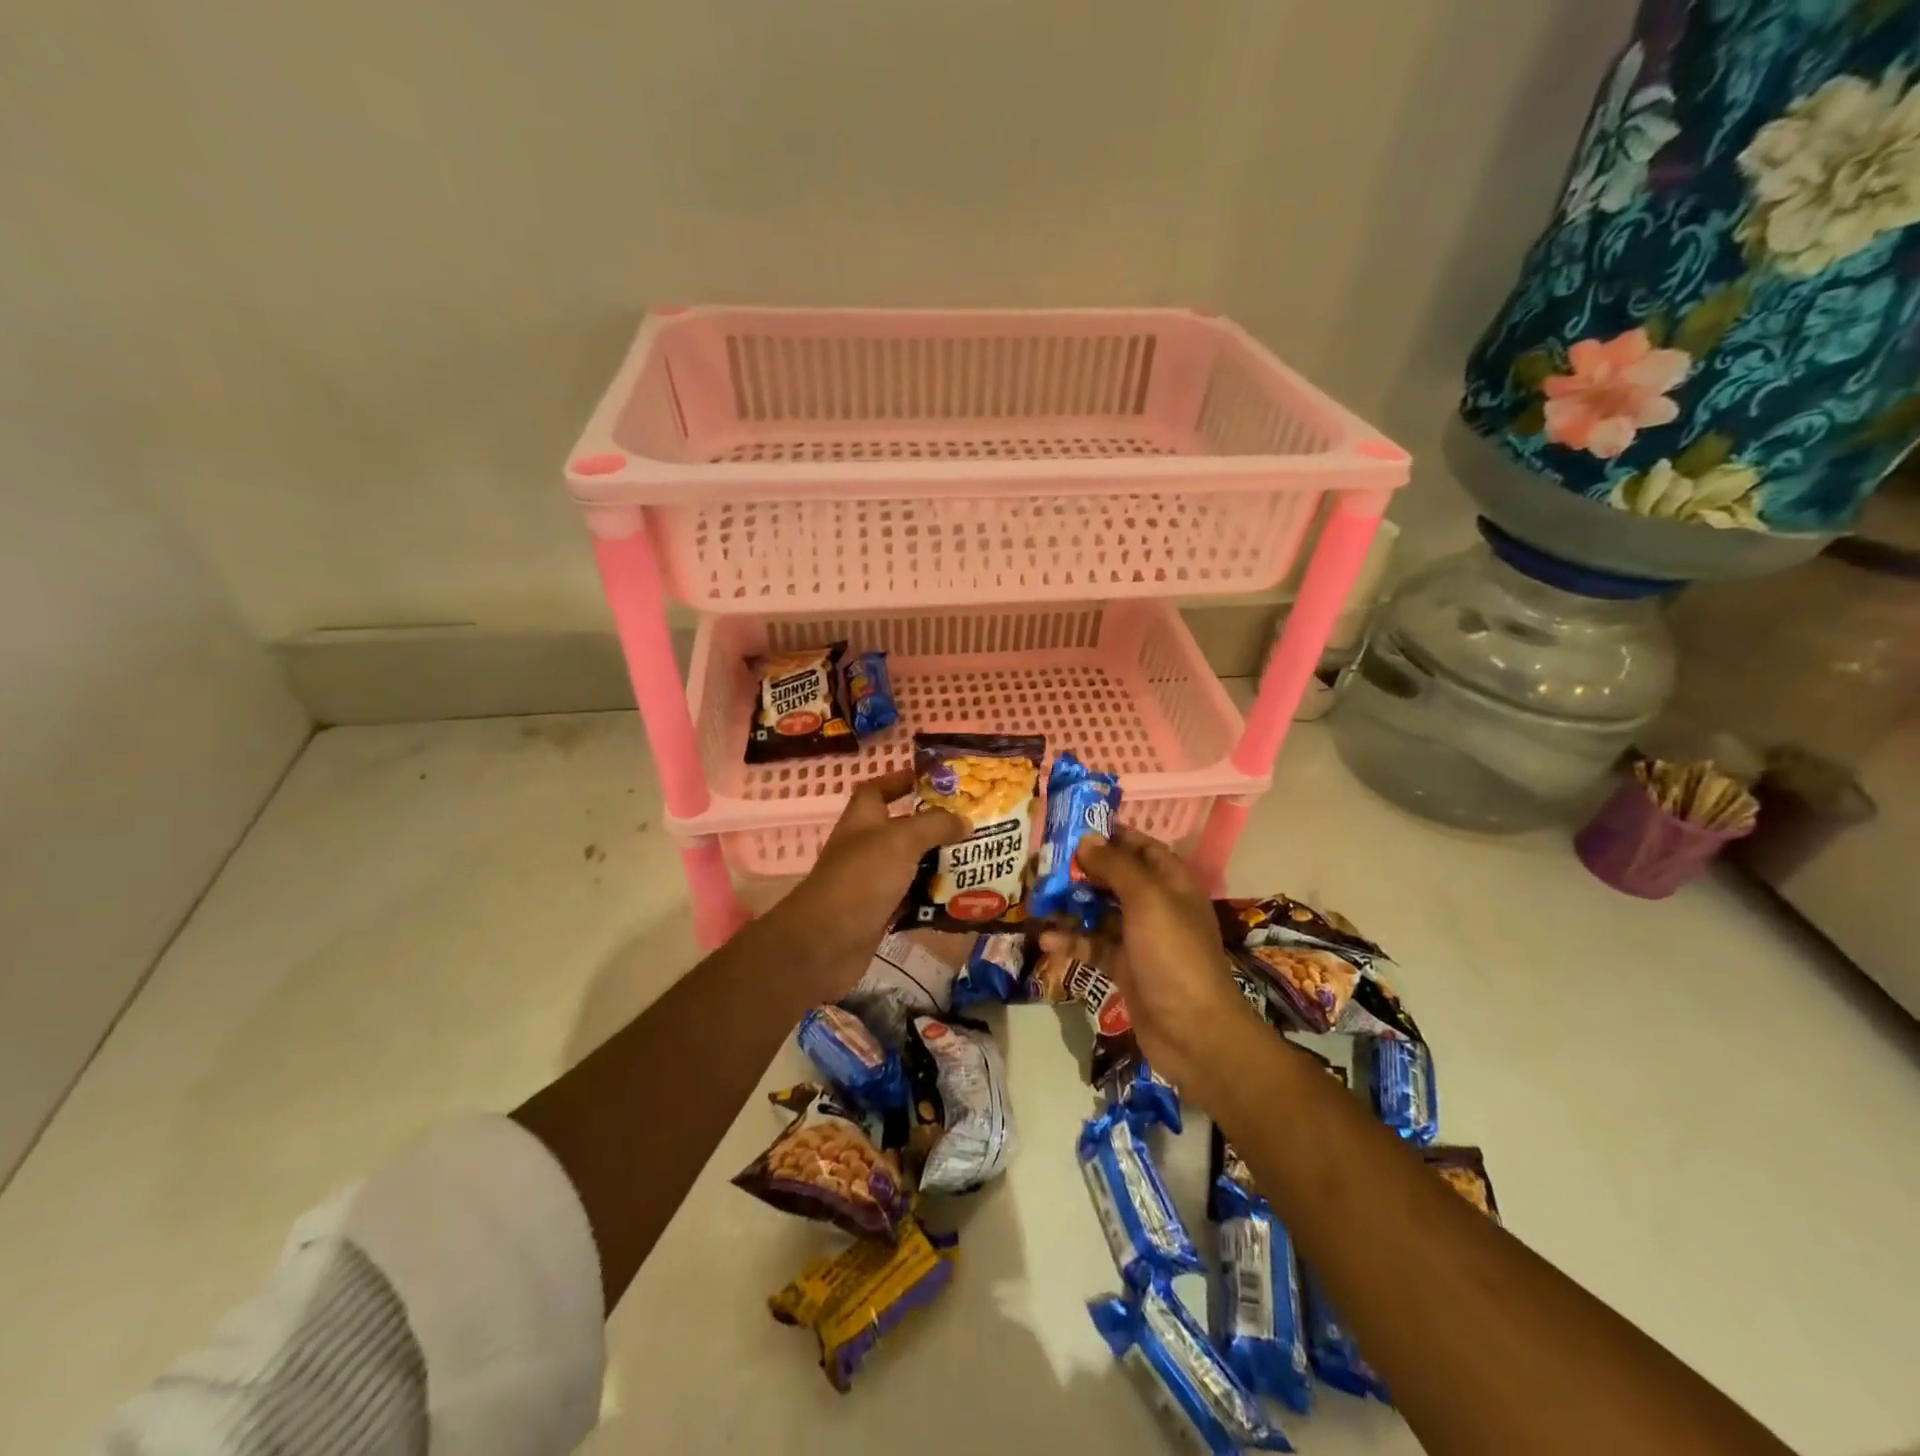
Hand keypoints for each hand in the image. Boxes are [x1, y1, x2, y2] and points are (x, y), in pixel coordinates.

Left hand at [770, 769, 964, 995]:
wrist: (825, 943)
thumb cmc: (861, 879)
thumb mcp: (901, 841)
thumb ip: (934, 825)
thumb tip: (964, 820)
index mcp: (863, 820)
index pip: (878, 789)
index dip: (901, 780)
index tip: (934, 781)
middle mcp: (865, 847)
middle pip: (901, 829)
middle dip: (934, 827)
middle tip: (972, 825)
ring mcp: (871, 882)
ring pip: (910, 867)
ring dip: (937, 865)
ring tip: (976, 861)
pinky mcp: (879, 914)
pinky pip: (911, 900)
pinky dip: (932, 899)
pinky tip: (960, 899)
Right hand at [1041, 825, 1263, 1102]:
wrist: (1194, 1033)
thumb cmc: (1174, 955)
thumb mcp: (1147, 900)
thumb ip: (1116, 867)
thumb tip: (1086, 839)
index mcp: (1172, 883)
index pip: (1141, 847)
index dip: (1112, 835)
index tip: (1073, 828)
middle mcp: (1157, 906)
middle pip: (1115, 878)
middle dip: (1082, 870)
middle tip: (1043, 863)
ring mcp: (1140, 939)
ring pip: (1100, 912)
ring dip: (1071, 906)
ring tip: (1037, 899)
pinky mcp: (1125, 968)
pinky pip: (1094, 946)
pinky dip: (1072, 941)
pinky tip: (1047, 940)